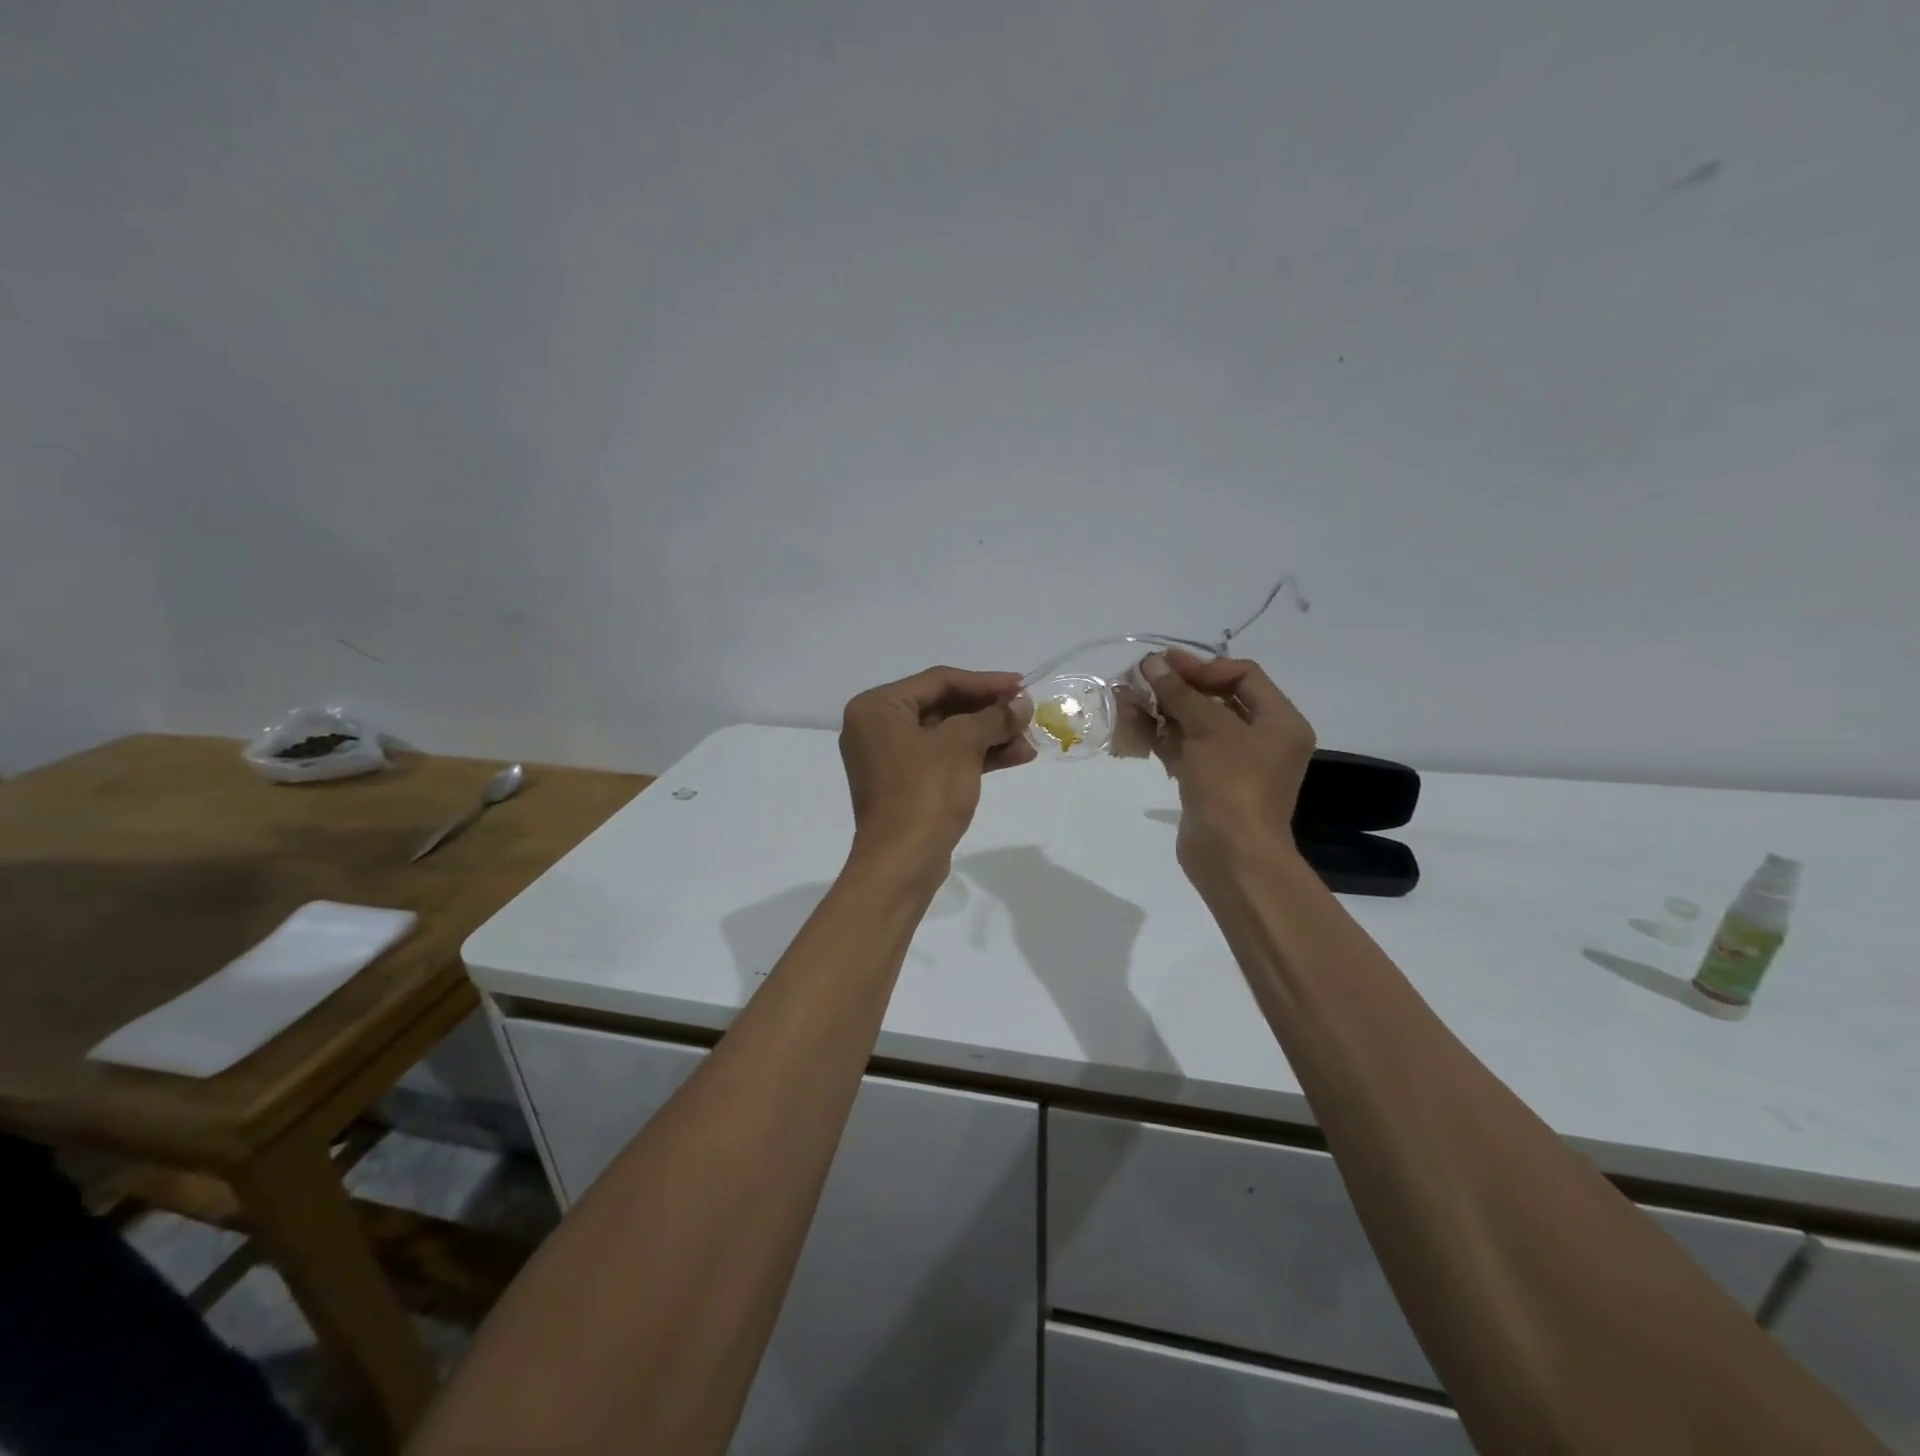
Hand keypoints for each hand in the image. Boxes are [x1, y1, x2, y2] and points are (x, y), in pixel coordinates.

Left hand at [839, 666, 1034, 872]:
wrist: (902, 862)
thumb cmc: (925, 792)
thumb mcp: (962, 745)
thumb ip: (994, 717)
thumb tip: (1022, 704)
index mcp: (877, 707)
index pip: (938, 681)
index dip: (984, 682)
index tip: (1021, 685)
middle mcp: (877, 728)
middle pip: (943, 707)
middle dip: (989, 713)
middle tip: (1027, 714)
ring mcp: (890, 759)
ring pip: (947, 735)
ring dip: (989, 737)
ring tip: (1029, 741)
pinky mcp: (906, 785)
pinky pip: (944, 759)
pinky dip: (976, 757)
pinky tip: (1015, 757)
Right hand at [1139, 651, 1315, 883]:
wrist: (1232, 856)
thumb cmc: (1232, 785)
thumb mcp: (1209, 730)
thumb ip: (1180, 693)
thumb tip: (1152, 663)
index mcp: (1279, 721)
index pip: (1243, 676)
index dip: (1203, 666)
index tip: (1165, 664)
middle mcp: (1261, 738)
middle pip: (1216, 698)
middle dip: (1177, 686)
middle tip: (1140, 676)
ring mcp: (1232, 763)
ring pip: (1195, 724)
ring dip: (1162, 708)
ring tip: (1126, 696)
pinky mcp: (1207, 782)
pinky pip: (1184, 748)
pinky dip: (1160, 734)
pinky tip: (1131, 722)